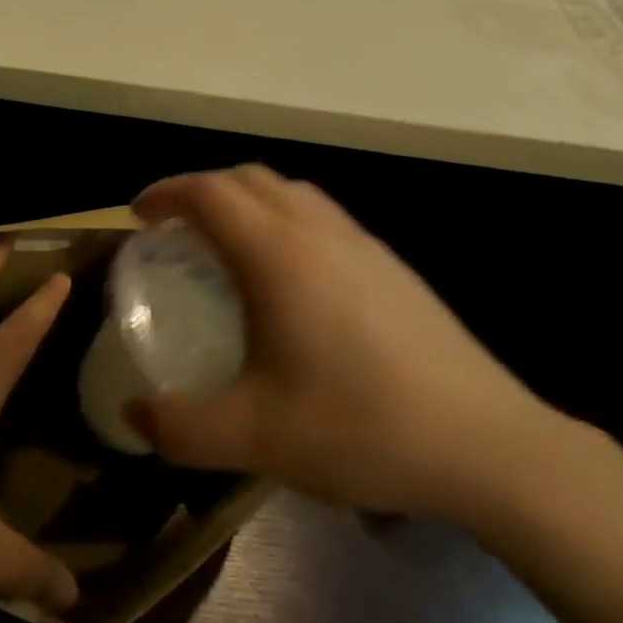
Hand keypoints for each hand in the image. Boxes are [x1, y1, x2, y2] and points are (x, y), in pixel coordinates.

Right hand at [126, 166, 555, 520]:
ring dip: (246, 200)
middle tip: (174, 228)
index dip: (166, 193)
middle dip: (201, 190)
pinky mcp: (391, 264)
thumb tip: (134, 414)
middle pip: (247, 179)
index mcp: (277, 253)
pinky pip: (319, 215)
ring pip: (289, 192)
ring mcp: (361, 242)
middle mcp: (316, 230)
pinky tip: (289, 279)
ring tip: (226, 245)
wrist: (488, 443)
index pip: (208, 193)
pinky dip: (283, 220)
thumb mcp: (255, 437)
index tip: (138, 216)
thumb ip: (181, 426)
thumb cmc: (361, 426)